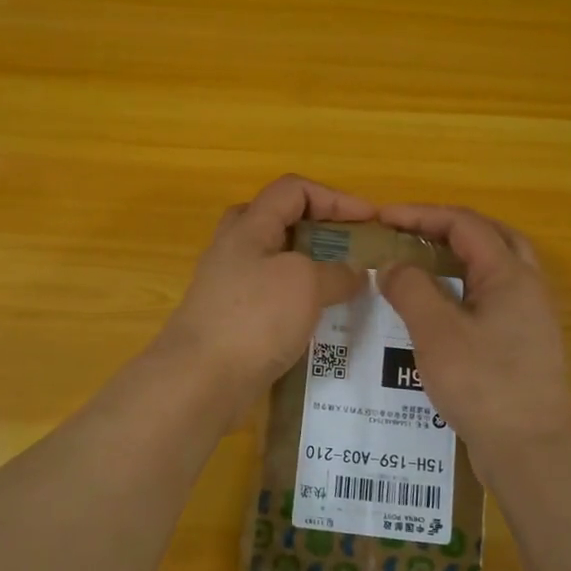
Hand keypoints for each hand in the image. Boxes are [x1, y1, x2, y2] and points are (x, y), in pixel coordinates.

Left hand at [153, 176, 373, 413]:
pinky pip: (272, 299)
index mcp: (248, 227)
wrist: (200, 380)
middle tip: (347, 249)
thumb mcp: (305, 284)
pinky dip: (299, 303)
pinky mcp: (232, 321)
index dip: (335, 198)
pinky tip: (321, 323)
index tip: (370, 220)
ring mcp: (230, 287)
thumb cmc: (254, 319)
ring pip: (276, 264)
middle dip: (318, 229)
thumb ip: (336, 272)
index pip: (292, 190)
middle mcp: (234, 250)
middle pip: (278, 221)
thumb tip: (354, 273)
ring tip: (345, 288)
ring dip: (312, 270)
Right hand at [377, 205, 570, 463]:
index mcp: (511, 275)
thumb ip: (411, 289)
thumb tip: (392, 265)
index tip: (383, 218)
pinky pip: (493, 299)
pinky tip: (439, 310)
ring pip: (496, 269)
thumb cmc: (483, 384)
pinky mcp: (525, 345)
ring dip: (459, 257)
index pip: (465, 224)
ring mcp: (531, 318)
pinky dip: (465, 288)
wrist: (531, 450)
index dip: (422, 215)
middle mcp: (528, 288)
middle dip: (448, 228)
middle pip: (491, 238)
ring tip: (421, 264)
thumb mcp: (436, 332)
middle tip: (410, 233)